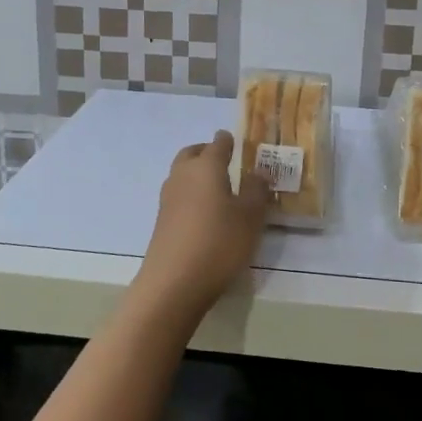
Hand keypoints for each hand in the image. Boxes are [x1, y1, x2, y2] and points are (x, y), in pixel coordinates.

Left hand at [134, 131, 270, 314]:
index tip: (233, 138)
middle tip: (223, 159)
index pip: (218, 144)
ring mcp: (168, 198)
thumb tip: (259, 172)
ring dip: (196, 172)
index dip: (227, 141)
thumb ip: (256, 190)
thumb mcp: (250, 217)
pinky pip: (179, 194)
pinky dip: (191, 192)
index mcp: (206, 167)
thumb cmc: (219, 242)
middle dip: (206, 151)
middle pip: (192, 153)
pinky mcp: (162, 220)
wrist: (174, 282)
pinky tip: (204, 210)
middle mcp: (183, 175)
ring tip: (216, 186)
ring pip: (182, 173)